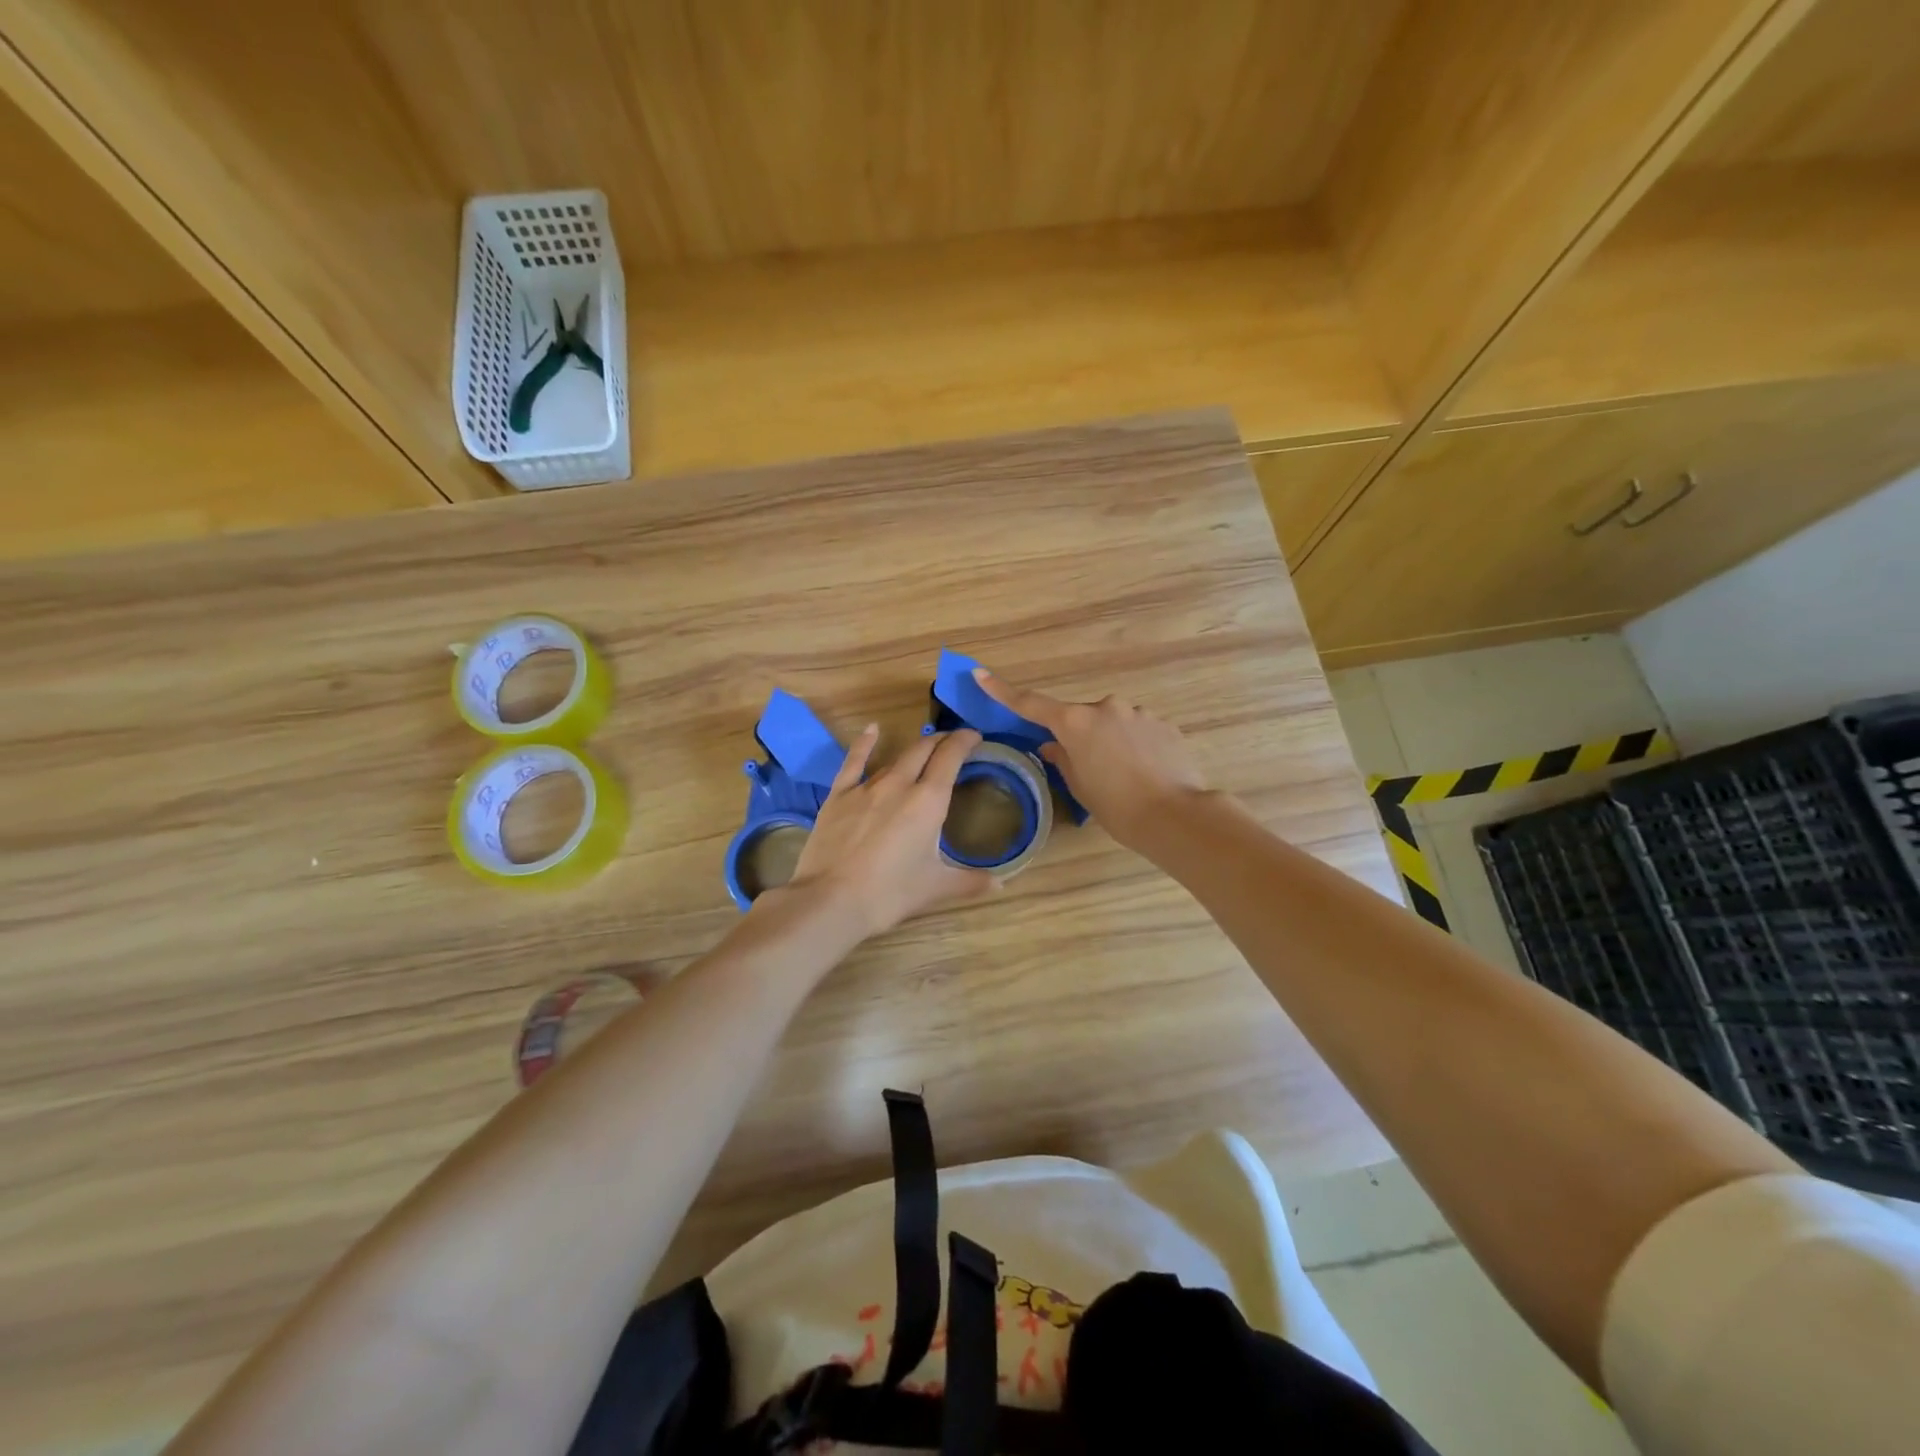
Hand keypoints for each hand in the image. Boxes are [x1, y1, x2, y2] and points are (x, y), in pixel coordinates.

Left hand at [778, 725, 998, 938]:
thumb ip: (971, 882)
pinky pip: (854, 761)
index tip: (975, 736)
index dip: (964, 741)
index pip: (951, 757)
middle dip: (941, 741)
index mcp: (929, 801)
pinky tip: (872, 730)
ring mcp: (866, 787)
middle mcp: (899, 784)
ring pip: (895, 758)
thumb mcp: (936, 888)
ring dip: (913, 750)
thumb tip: (1001, 883)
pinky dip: (865, 743)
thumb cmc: (890, 893)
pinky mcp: (839, 795)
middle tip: (953, 743)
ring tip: (924, 750)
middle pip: (924, 750)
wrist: (831, 900)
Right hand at [974, 669, 1208, 850]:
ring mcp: (1138, 713)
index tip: (980, 674)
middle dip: (1082, 737)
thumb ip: (1063, 760)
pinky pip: (1140, 731)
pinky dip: (1137, 747)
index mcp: (1075, 723)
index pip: (1031, 704)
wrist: (1175, 815)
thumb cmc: (1117, 807)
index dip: (1003, 691)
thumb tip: (1054, 746)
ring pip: (1114, 723)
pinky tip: (1147, 774)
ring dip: (1112, 742)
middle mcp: (1105, 708)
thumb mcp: (1080, 788)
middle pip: (1081, 717)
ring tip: (1126, 778)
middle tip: (1091, 770)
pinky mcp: (1164, 724)